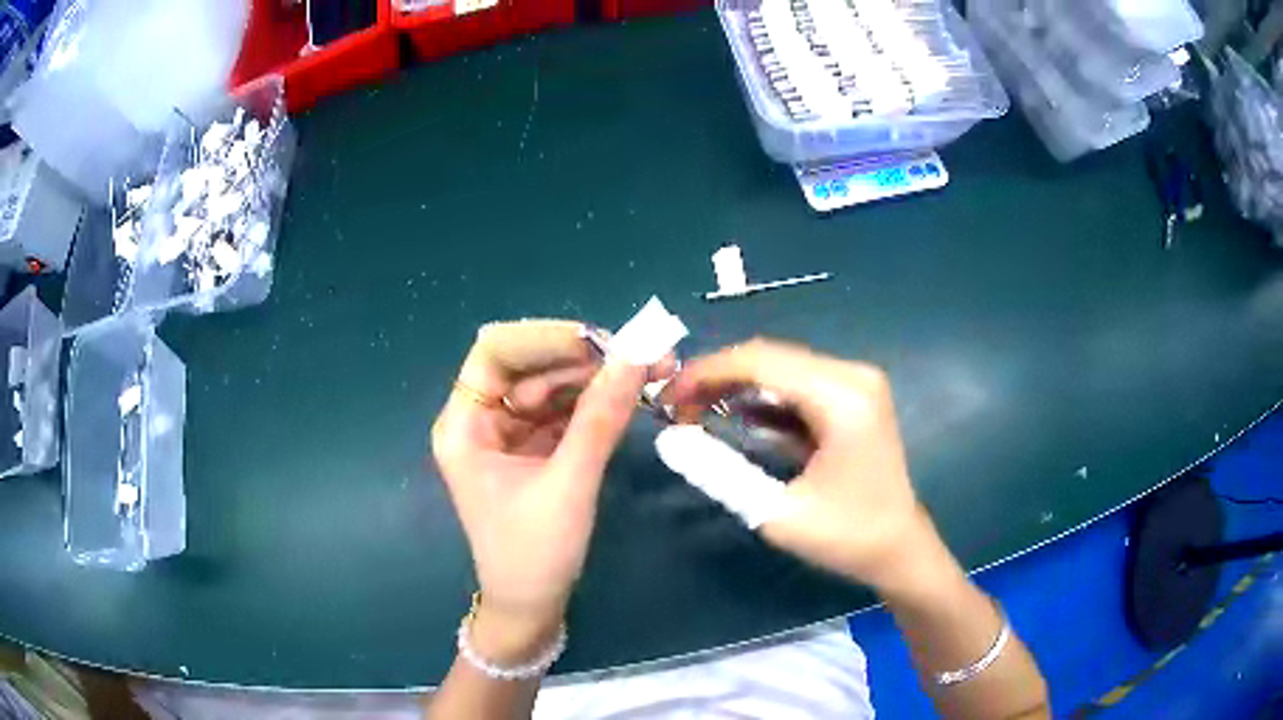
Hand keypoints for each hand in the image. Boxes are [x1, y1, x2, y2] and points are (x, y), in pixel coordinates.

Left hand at [431, 320, 657, 655]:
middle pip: (529, 366)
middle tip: (642, 354)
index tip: (601, 341)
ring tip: (649, 371)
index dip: (545, 338)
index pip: (494, 353)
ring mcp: (508, 435)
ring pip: (551, 387)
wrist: (532, 609)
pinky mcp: (533, 451)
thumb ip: (600, 420)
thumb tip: (636, 358)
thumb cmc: (533, 555)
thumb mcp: (568, 485)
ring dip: (596, 379)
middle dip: (583, 359)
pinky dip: (595, 404)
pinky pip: (563, 413)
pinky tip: (628, 397)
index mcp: (464, 425)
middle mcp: (481, 421)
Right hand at [665, 339, 934, 590]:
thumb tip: (669, 440)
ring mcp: (856, 383)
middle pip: (770, 357)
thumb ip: (719, 473)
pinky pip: (797, 385)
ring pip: (780, 369)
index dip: (706, 373)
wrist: (899, 549)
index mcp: (842, 396)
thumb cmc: (846, 537)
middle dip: (717, 378)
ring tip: (696, 413)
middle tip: (676, 409)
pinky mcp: (853, 396)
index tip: (666, 398)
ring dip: (737, 386)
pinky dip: (762, 398)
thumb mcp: (775, 513)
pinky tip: (734, 418)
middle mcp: (852, 375)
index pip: (760, 362)